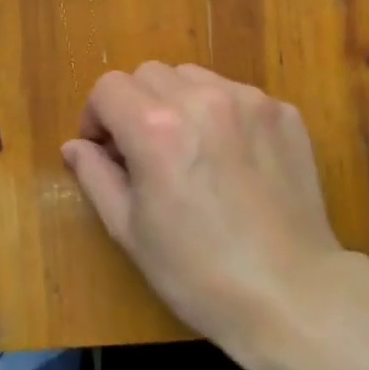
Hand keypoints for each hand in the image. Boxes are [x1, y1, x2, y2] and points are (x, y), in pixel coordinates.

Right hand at [63, 63, 345, 354]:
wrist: (293, 295)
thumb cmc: (198, 273)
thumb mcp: (130, 231)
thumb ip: (96, 176)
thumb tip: (75, 146)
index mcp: (157, 128)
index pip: (108, 88)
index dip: (97, 116)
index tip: (106, 149)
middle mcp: (202, 99)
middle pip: (149, 74)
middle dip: (136, 105)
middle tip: (145, 150)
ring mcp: (249, 101)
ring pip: (194, 77)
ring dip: (179, 102)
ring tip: (191, 149)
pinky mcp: (284, 113)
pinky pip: (237, 95)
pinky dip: (222, 113)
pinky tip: (233, 158)